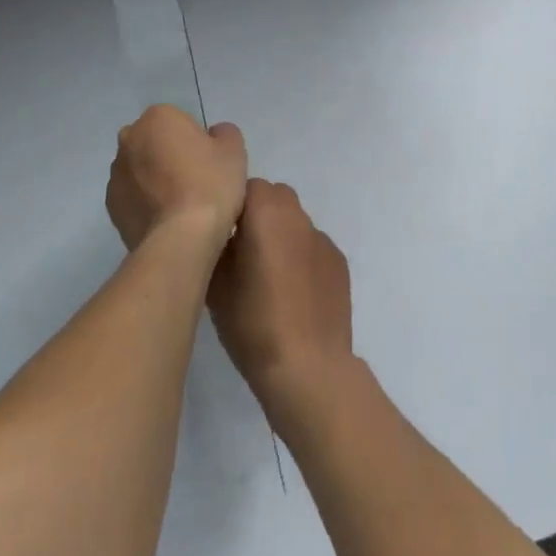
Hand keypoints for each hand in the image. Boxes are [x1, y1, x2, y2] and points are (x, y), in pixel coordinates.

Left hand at [106, 105, 248, 251]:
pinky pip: (132, 195)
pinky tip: (165, 218)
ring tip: (180, 204)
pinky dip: (145, 201)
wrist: (181, 238)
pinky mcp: (111, 204)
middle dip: (169, 154)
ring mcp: (116, 172)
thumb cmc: (210, 185)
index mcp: (158, 117)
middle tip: (195, 181)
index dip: (197, 141)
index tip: (209, 163)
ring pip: (140, 168)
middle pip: (155, 141)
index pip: (180, 121)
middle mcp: (129, 138)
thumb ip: (223, 132)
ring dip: (155, 177)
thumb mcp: (234, 150)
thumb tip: (212, 136)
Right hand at [208, 179, 353, 418]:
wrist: (309, 368)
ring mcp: (323, 239)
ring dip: (280, 235)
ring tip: (267, 276)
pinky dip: (300, 257)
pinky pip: (312, 246)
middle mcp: (298, 216)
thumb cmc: (254, 324)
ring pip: (294, 222)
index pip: (246, 186)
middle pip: (273, 197)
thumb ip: (216, 247)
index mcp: (267, 213)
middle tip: (241, 251)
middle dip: (256, 215)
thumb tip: (219, 235)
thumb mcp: (215, 285)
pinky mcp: (339, 263)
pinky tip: (293, 293)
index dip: (231, 206)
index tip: (220, 234)